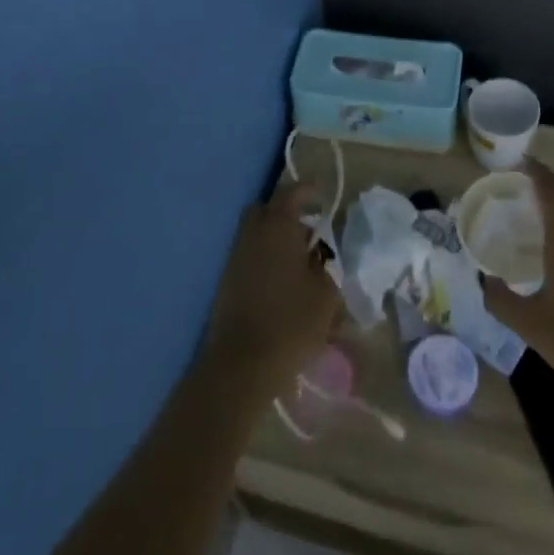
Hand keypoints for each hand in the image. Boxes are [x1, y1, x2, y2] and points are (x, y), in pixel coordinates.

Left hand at [203, 182, 340, 397]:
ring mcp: (235, 259)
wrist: (242, 364)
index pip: (291, 195)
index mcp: (277, 228)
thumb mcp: (326, 295)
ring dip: (275, 239)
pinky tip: (284, 284)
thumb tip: (318, 258)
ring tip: (301, 264)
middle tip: (308, 232)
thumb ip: (325, 268)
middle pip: (264, 211)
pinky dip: (265, 259)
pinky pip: (249, 257)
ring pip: (255, 235)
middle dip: (285, 213)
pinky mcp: (226, 282)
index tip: (321, 192)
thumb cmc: (291, 322)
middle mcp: (252, 235)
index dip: (307, 190)